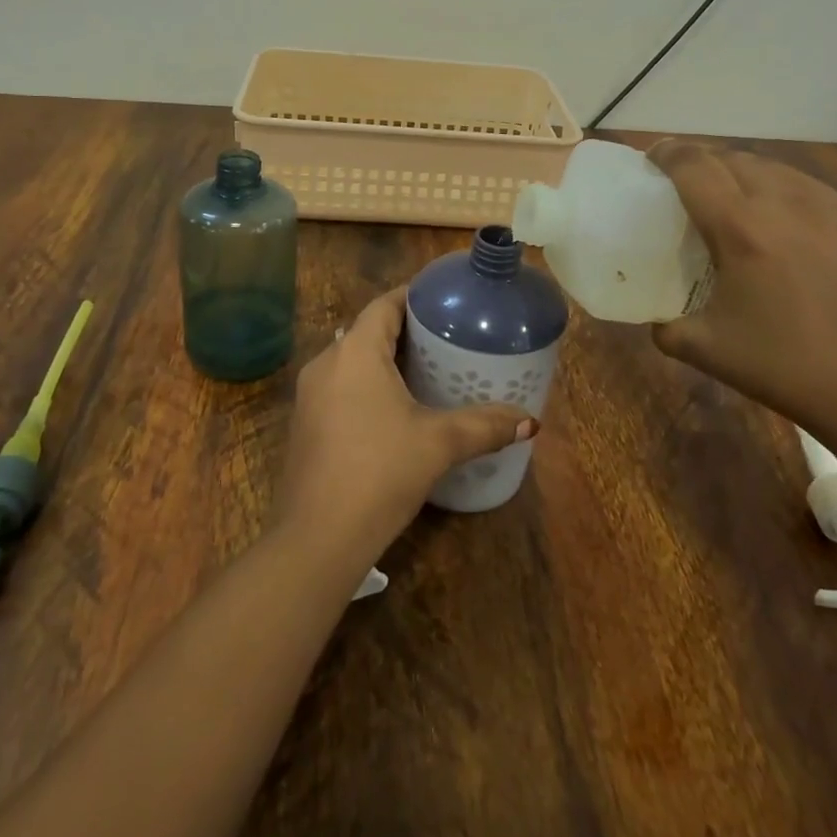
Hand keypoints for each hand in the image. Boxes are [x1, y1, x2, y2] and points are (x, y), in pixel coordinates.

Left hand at [276, 288, 536, 563]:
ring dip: (386, 360)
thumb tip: (530, 422)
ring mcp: (309, 395)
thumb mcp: (439, 444)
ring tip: (429, 370)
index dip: (414, 297)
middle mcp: (326, 363)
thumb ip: (484, 426)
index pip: (385, 305)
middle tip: (447, 338)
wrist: (318, 538)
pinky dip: (368, 385)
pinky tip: (396, 409)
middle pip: (369, 330)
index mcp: (355, 352)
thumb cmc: (380, 473)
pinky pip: (341, 387)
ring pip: (353, 361)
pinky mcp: (306, 423)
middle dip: (406, 332)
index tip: (446, 302)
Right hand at [647, 140, 836, 457]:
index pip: (694, 166)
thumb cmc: (786, 367)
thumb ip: (666, 326)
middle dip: (701, 161)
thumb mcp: (706, 350)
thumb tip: (656, 317)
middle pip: (731, 158)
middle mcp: (782, 203)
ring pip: (771, 166)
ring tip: (727, 194)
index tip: (652, 157)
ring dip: (739, 170)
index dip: (667, 153)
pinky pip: (804, 184)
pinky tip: (776, 214)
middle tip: (684, 182)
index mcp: (740, 228)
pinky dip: (777, 186)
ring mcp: (825, 207)